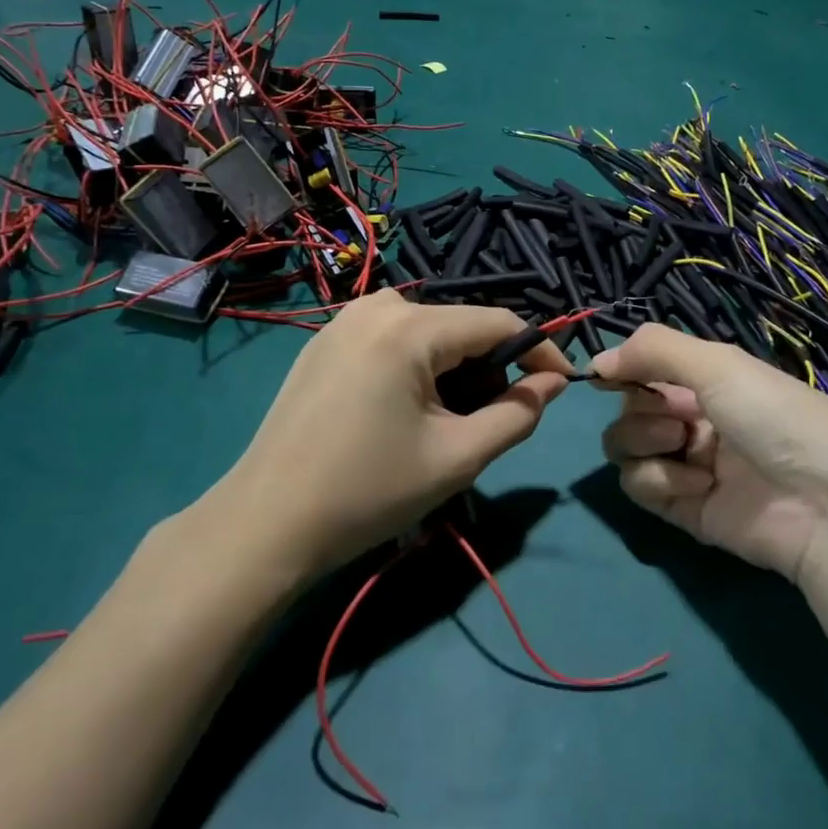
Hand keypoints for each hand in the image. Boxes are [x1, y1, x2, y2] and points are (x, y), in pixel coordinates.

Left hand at [214, 292, 571, 577]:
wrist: (267, 522)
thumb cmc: (368, 491)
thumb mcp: (458, 457)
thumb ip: (518, 414)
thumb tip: (554, 382)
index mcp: (409, 328)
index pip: (498, 322)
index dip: (538, 351)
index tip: (560, 385)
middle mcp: (377, 306)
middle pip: (460, 326)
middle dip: (489, 368)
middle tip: (489, 423)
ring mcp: (344, 320)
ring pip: (427, 331)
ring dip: (453, 369)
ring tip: (445, 423)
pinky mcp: (325, 340)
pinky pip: (391, 337)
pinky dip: (415, 366)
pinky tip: (402, 411)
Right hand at [595, 324, 827, 581]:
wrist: (826, 508)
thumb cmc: (777, 420)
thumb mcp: (721, 365)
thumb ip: (654, 350)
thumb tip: (596, 362)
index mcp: (709, 381)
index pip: (645, 368)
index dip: (623, 369)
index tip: (606, 375)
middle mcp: (693, 419)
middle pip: (629, 407)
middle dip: (641, 408)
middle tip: (675, 417)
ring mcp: (686, 464)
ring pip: (624, 445)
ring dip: (644, 440)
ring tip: (682, 446)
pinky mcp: (681, 508)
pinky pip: (638, 485)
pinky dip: (660, 479)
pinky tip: (698, 483)